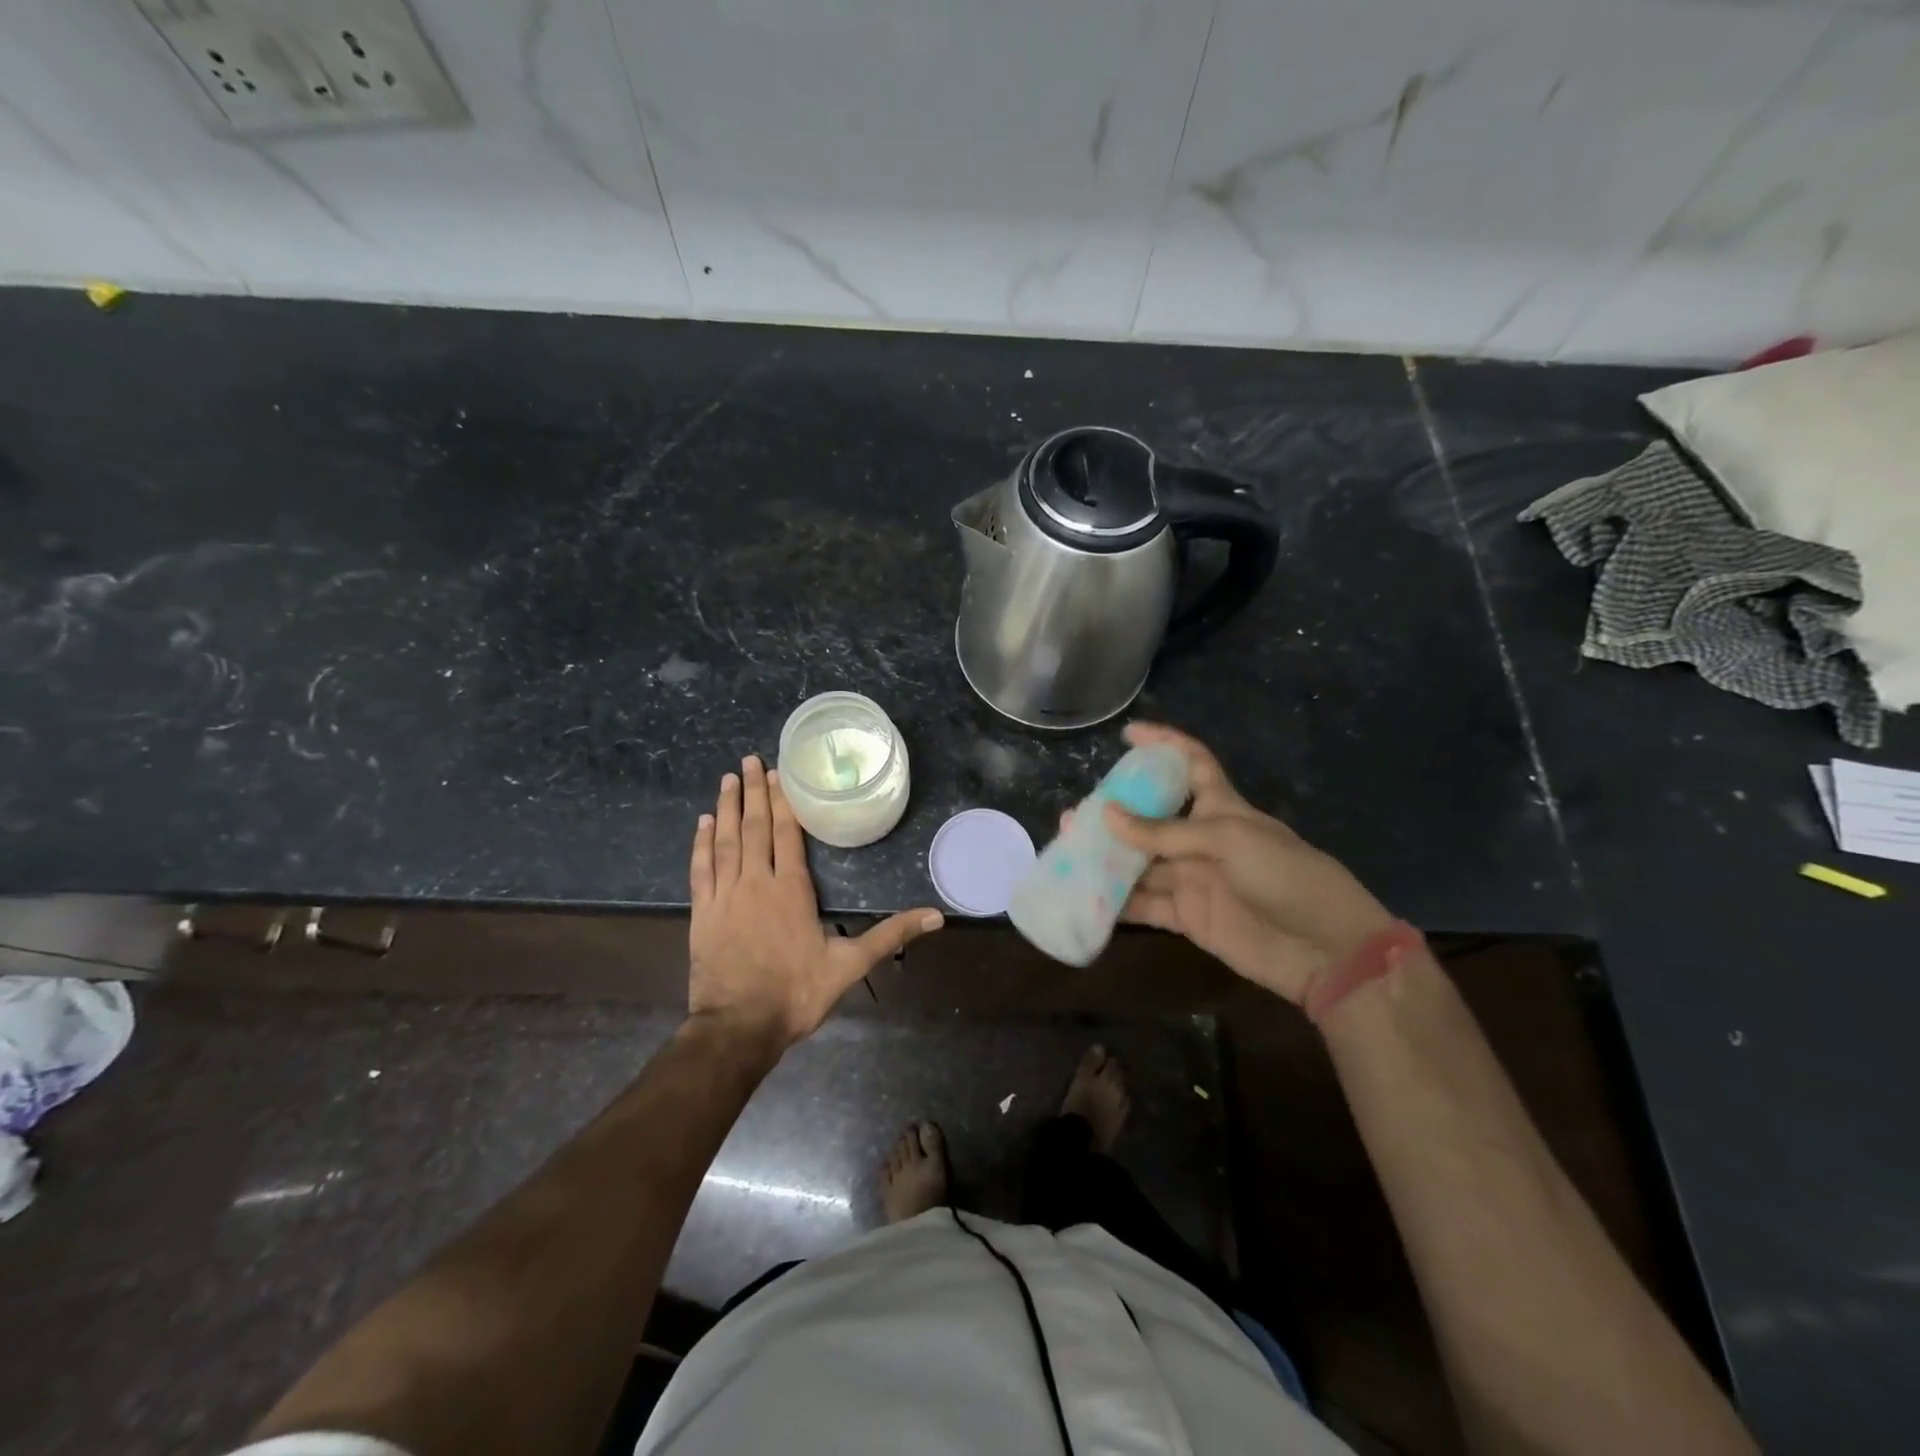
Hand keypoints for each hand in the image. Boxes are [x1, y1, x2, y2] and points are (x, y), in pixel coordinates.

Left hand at [689, 755, 943, 1049]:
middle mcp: (756, 881)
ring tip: (730, 778)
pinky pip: (700, 868)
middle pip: (755, 827)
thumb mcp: (850, 965)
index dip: (782, 801)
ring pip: (725, 840)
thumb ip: (891, 935)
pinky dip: (701, 843)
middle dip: (754, 791)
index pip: (786, 833)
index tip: (779, 772)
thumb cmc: (796, 993)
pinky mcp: (703, 912)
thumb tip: (936, 917)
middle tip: (750, 760)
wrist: (738, 1027)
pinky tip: (702, 822)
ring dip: (727, 807)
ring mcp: (725, 895)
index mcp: (791, 889)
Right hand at [1099, 723, 1394, 1003]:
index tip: (1127, 734)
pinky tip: (1086, 897)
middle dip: (1115, 814)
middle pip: (1151, 819)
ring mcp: (1193, 879)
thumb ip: (1164, 832)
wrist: (1325, 949)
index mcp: (1221, 807)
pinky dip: (1117, 903)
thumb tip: (1106, 815)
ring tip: (1068, 851)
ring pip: (1141, 863)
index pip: (1191, 763)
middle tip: (1076, 815)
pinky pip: (1145, 905)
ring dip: (1107, 858)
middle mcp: (1202, 839)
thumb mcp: (1228, 840)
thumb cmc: (1285, 876)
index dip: (1163, 744)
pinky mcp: (1188, 917)